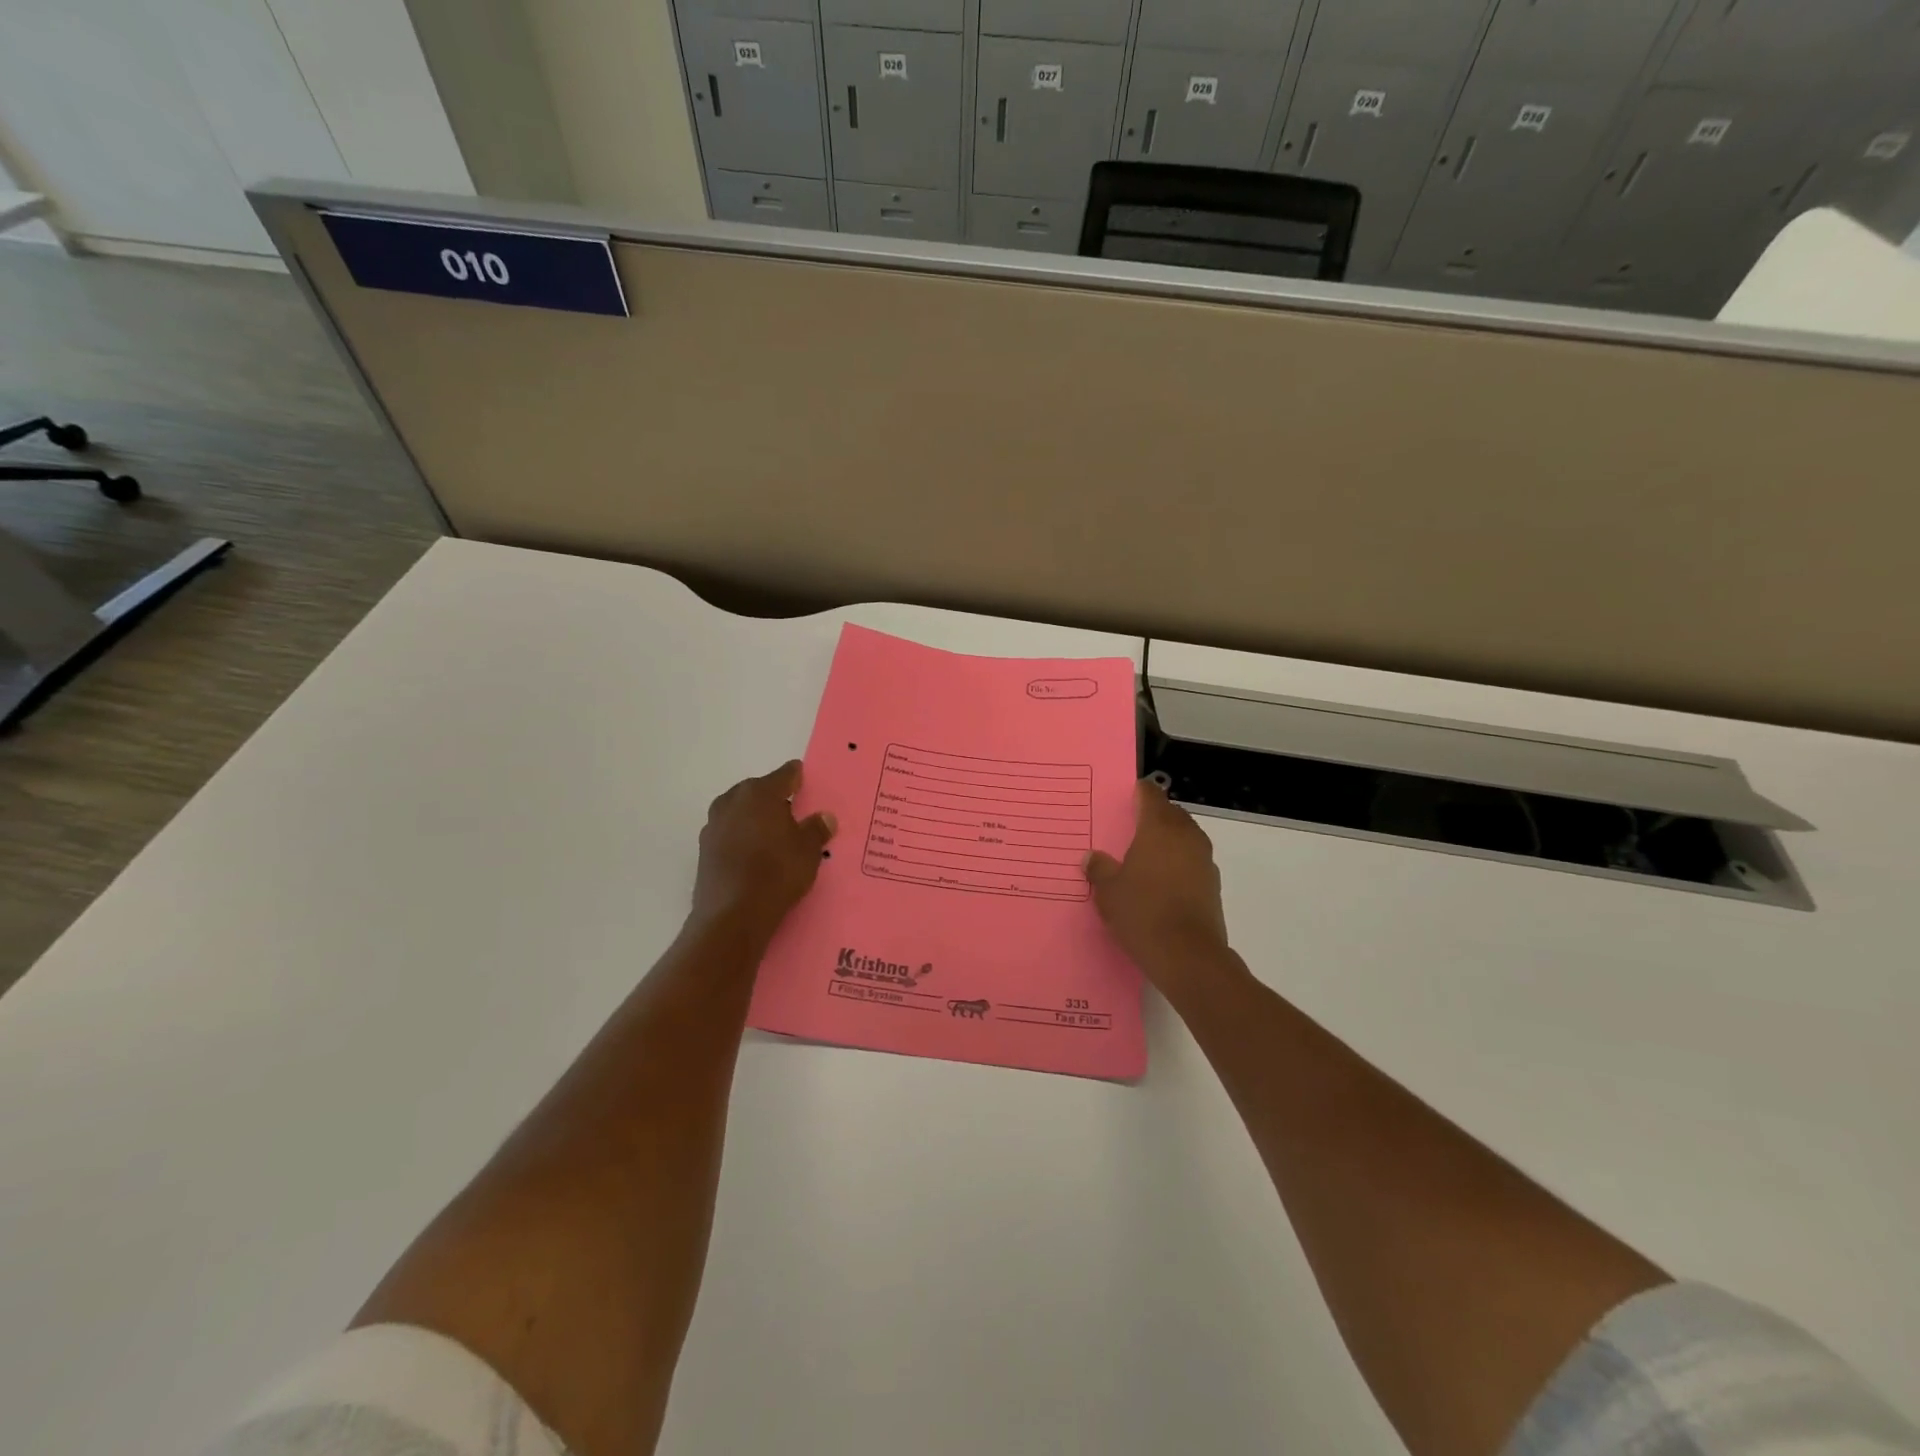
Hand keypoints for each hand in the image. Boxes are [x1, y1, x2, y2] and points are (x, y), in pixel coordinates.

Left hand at [692, 761, 836, 938]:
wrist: (733, 914)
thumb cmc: (777, 872)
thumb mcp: (808, 850)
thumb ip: (816, 829)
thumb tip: (825, 817)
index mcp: (760, 793)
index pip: (784, 775)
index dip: (797, 777)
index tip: (805, 782)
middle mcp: (733, 801)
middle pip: (757, 791)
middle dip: (773, 799)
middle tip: (792, 813)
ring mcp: (714, 825)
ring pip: (739, 812)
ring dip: (754, 818)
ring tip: (772, 835)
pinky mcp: (704, 850)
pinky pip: (729, 834)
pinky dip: (741, 838)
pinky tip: (753, 855)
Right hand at [1086, 780, 1233, 993]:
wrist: (1188, 955)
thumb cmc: (1142, 912)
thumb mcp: (1108, 891)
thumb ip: (1100, 869)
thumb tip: (1092, 857)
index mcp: (1159, 829)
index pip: (1152, 796)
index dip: (1140, 792)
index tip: (1128, 794)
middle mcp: (1186, 837)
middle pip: (1172, 814)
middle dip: (1156, 815)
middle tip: (1133, 825)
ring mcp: (1204, 861)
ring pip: (1186, 837)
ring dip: (1170, 840)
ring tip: (1146, 854)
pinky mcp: (1212, 885)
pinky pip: (1193, 861)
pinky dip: (1179, 863)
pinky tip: (1162, 881)